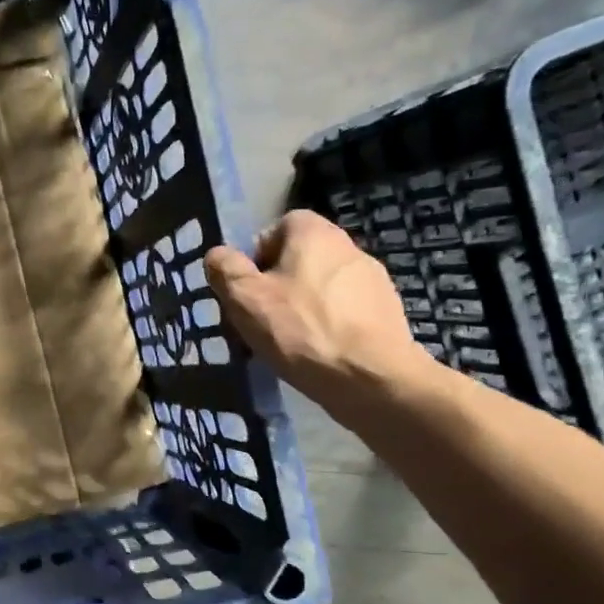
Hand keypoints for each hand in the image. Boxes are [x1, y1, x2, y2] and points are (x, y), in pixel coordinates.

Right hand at [206, 210, 438, 429]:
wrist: (370, 377)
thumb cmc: (300, 330)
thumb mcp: (245, 298)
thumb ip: (225, 269)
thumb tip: (217, 255)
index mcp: (314, 234)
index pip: (280, 226)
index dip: (257, 255)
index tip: (247, 289)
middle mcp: (348, 246)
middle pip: (300, 258)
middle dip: (277, 284)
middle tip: (260, 318)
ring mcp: (373, 279)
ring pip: (322, 286)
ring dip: (302, 306)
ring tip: (287, 342)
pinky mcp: (386, 311)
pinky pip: (344, 310)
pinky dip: (327, 325)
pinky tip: (317, 353)